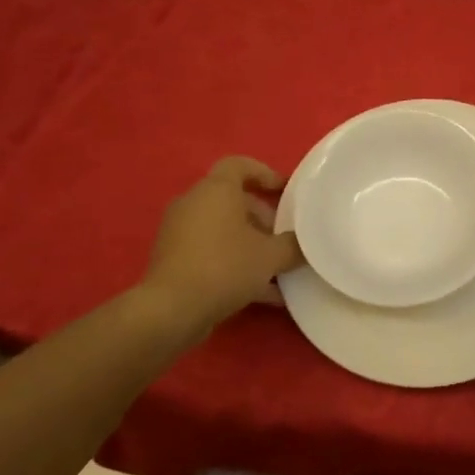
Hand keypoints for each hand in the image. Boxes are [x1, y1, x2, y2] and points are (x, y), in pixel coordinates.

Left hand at [139, 157, 304, 340]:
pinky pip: (212, 253)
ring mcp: (180, 232)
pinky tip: (263, 294)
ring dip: (251, 245)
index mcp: (216, 190)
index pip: (240, 164)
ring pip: (223, 229)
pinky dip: (235, 265)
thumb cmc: (224, 267)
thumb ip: (292, 245)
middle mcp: (194, 203)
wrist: (171, 310)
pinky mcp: (174, 260)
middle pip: (233, 200)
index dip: (266, 174)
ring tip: (277, 269)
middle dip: (263, 218)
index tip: (286, 192)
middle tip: (284, 238)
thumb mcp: (270, 256)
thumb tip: (303, 243)